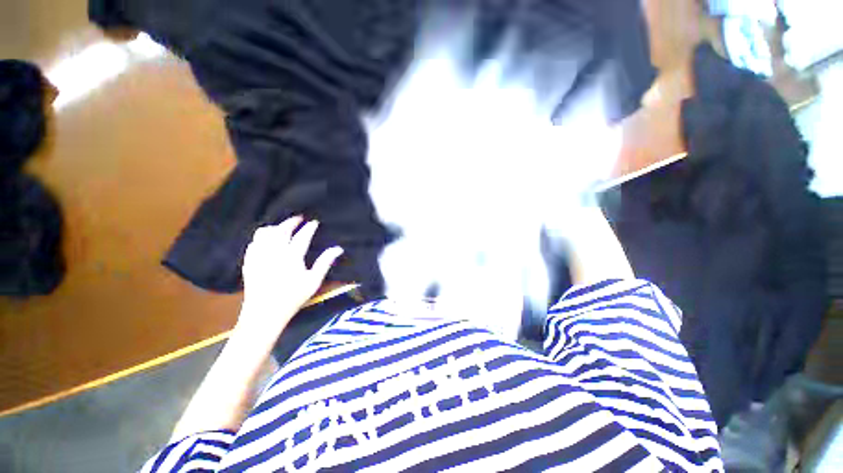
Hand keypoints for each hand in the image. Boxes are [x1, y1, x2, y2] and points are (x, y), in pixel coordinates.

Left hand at [238, 216, 343, 334]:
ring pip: (265, 233)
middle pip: (281, 230)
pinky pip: (254, 242)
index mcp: (292, 257)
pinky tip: (267, 240)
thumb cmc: (293, 297)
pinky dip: (262, 236)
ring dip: (275, 227)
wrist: (264, 313)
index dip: (309, 228)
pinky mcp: (249, 261)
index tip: (315, 222)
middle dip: (291, 222)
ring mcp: (259, 256)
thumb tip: (338, 248)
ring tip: (283, 228)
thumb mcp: (314, 281)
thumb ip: (325, 262)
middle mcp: (274, 252)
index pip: (302, 236)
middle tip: (299, 219)